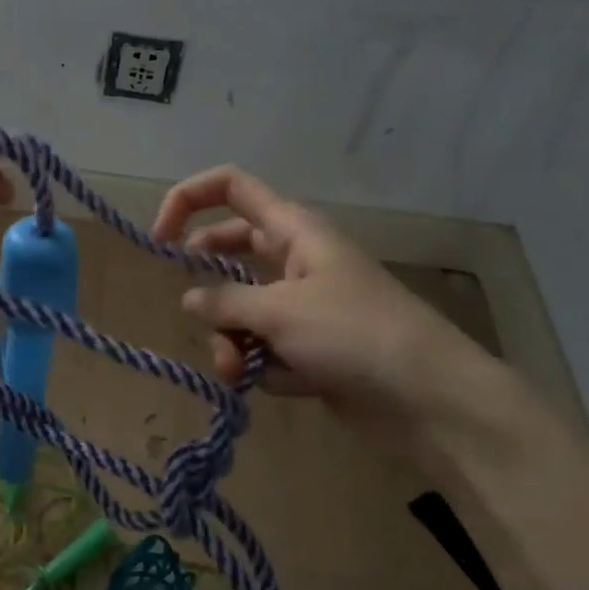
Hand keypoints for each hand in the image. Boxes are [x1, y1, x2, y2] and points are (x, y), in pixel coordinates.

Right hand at [153, 165, 492, 455]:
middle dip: (209, 285)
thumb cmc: (354, 335)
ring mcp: (304, 309)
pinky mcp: (310, 352)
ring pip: (242, 311)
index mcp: (294, 232)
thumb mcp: (279, 311)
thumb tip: (191, 299)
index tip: (159, 240)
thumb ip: (225, 302)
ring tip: (238, 369)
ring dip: (231, 341)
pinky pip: (264, 350)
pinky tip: (283, 384)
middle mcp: (296, 262)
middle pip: (231, 253)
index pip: (232, 189)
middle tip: (195, 308)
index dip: (188, 201)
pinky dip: (263, 367)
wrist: (429, 400)